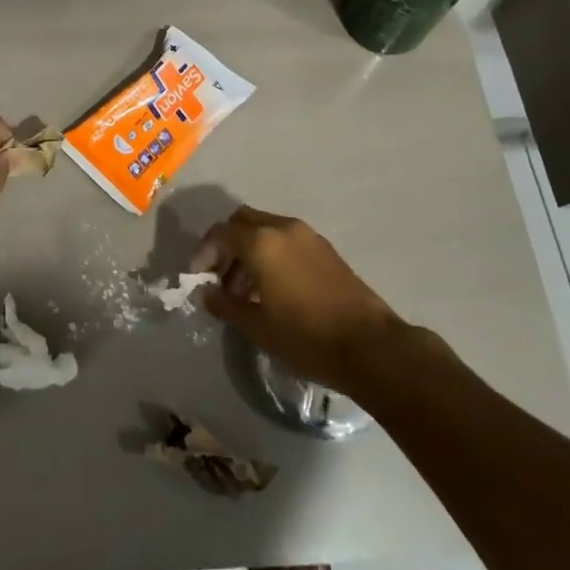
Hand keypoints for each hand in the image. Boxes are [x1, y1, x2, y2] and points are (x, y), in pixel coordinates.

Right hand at [189, 206, 407, 393]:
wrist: (372, 347)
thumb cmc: (307, 337)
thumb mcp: (258, 327)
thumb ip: (226, 305)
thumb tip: (207, 293)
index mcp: (261, 242)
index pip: (220, 233)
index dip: (203, 253)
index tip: (197, 278)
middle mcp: (282, 228)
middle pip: (242, 222)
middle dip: (226, 245)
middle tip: (220, 277)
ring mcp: (307, 236)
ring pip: (265, 229)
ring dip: (248, 250)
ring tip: (245, 290)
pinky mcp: (325, 249)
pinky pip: (286, 240)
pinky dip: (271, 253)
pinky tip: (272, 288)